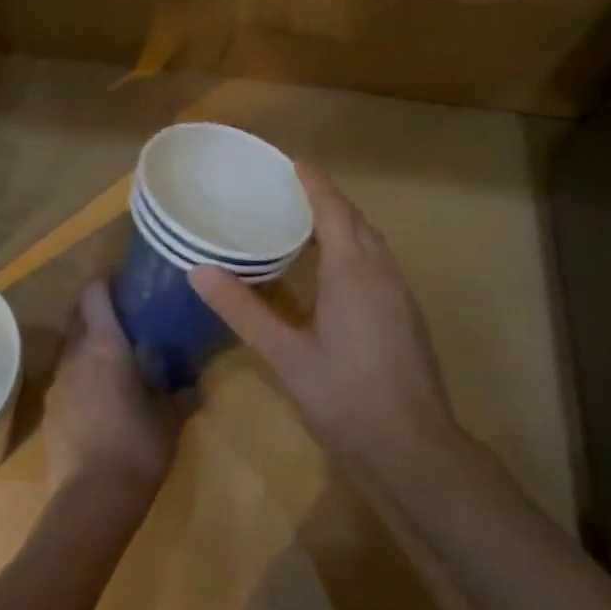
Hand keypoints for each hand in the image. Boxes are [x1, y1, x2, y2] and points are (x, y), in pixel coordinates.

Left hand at [44, 280, 191, 505]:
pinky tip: (102, 395)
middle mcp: (75, 356)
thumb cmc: (138, 446)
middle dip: (97, 311)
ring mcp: (58, 383)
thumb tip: (193, 385)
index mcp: (104, 346)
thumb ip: (180, 394)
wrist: (92, 499)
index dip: (107, 282)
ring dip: (89, 344)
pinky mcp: (51, 410)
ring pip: (71, 348)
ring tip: (116, 358)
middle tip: (126, 319)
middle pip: (78, 316)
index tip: (125, 282)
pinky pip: (67, 377)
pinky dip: (82, 374)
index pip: (95, 294)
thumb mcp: (170, 417)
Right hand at [189, 164, 454, 464]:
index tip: (289, 161)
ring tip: (307, 223)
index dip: (312, 182)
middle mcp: (382, 272)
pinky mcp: (406, 315)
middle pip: (356, 219)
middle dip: (326, 198)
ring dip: (343, 223)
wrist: (412, 447)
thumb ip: (242, 310)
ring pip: (372, 242)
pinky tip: (333, 272)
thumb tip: (198, 270)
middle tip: (289, 190)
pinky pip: (378, 263)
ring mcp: (400, 294)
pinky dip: (355, 249)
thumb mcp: (285, 354)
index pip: (333, 209)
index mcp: (353, 271)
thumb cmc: (344, 396)